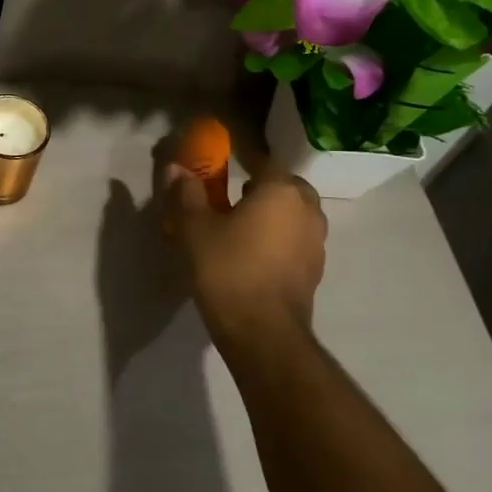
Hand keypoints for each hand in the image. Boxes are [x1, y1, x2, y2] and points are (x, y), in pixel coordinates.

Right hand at [164, 162, 326, 342]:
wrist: (262, 332)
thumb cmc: (227, 269)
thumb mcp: (194, 228)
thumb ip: (187, 194)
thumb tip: (175, 168)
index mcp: (281, 191)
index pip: (263, 161)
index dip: (242, 159)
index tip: (223, 165)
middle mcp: (307, 210)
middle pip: (286, 187)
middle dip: (263, 188)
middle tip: (235, 198)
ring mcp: (316, 242)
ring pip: (295, 215)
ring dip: (274, 215)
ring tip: (243, 227)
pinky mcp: (315, 270)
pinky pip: (296, 241)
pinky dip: (280, 239)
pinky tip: (256, 254)